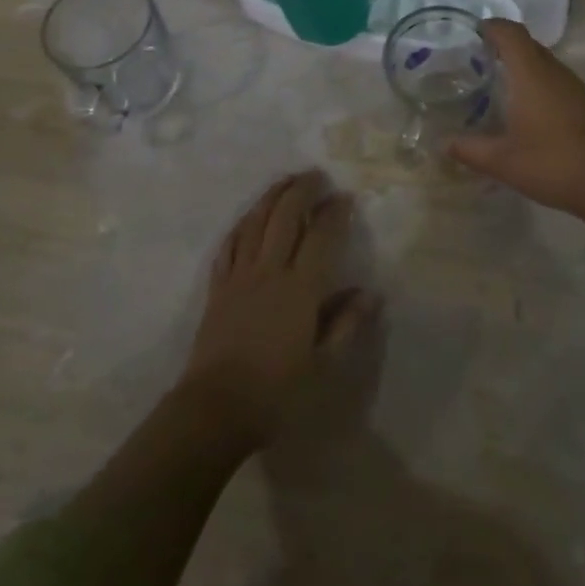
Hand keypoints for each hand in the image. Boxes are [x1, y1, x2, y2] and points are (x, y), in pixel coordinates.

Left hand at [179, 171, 374, 448]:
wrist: (214, 410)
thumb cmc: (276, 392)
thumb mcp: (323, 366)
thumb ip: (346, 325)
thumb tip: (370, 292)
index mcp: (300, 288)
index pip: (321, 235)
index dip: (334, 212)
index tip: (345, 197)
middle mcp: (270, 271)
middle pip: (285, 216)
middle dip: (302, 190)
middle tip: (316, 175)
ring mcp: (240, 276)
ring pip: (256, 222)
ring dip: (272, 196)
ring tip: (286, 181)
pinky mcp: (218, 287)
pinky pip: (230, 244)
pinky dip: (243, 224)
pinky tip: (249, 216)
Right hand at [448, 20, 584, 218]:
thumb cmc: (551, 163)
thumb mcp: (502, 161)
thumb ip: (469, 149)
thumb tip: (443, 143)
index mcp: (531, 74)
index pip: (511, 34)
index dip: (492, 26)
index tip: (473, 30)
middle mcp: (553, 72)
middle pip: (528, 43)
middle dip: (504, 43)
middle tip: (477, 56)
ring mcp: (573, 86)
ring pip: (543, 61)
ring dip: (521, 62)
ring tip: (497, 79)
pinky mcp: (584, 102)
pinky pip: (554, 78)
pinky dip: (536, 80)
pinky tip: (525, 106)